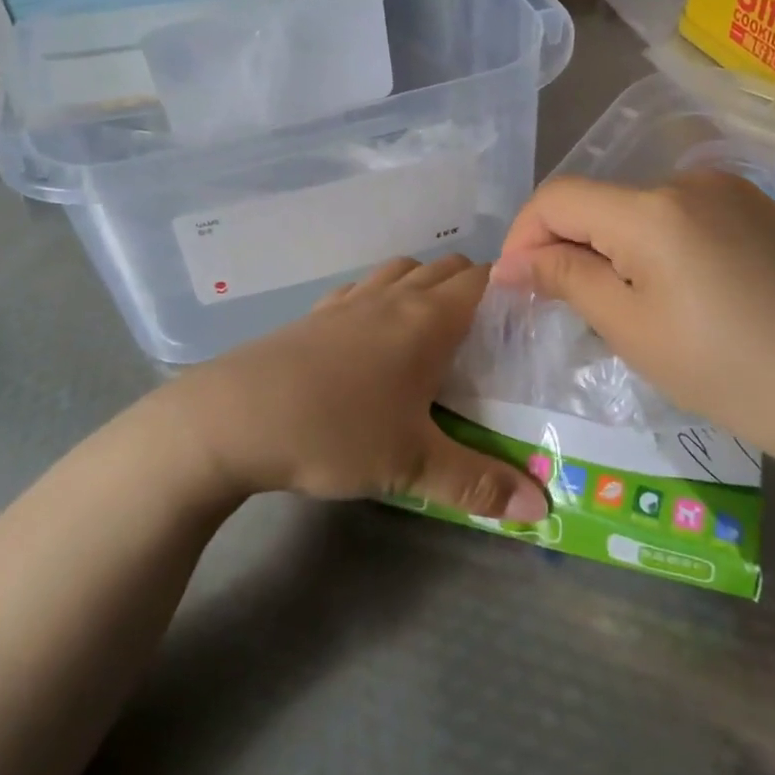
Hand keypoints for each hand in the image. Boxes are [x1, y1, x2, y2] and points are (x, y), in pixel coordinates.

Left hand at [154, 255, 547, 520]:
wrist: (233, 418)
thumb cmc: (336, 431)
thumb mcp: (412, 464)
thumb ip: (478, 483)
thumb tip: (541, 508)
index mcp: (427, 320)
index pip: (482, 279)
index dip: (508, 289)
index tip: (524, 320)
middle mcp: (392, 297)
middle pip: (444, 266)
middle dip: (471, 287)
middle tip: (486, 336)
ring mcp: (348, 301)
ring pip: (400, 270)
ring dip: (424, 285)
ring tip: (432, 330)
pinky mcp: (314, 315)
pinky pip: (360, 289)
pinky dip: (380, 297)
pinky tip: (371, 336)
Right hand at [491, 170, 774, 483]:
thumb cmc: (728, 370)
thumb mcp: (632, 328)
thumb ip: (567, 279)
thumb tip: (513, 262)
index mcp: (651, 208)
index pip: (557, 198)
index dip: (523, 235)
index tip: (514, 284)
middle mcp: (689, 180)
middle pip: (600, 203)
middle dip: (570, 247)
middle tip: (568, 308)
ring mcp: (732, 191)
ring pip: (642, 212)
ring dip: (615, 249)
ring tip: (630, 309)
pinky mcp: (762, 211)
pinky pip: (685, 219)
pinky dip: (659, 248)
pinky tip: (684, 297)